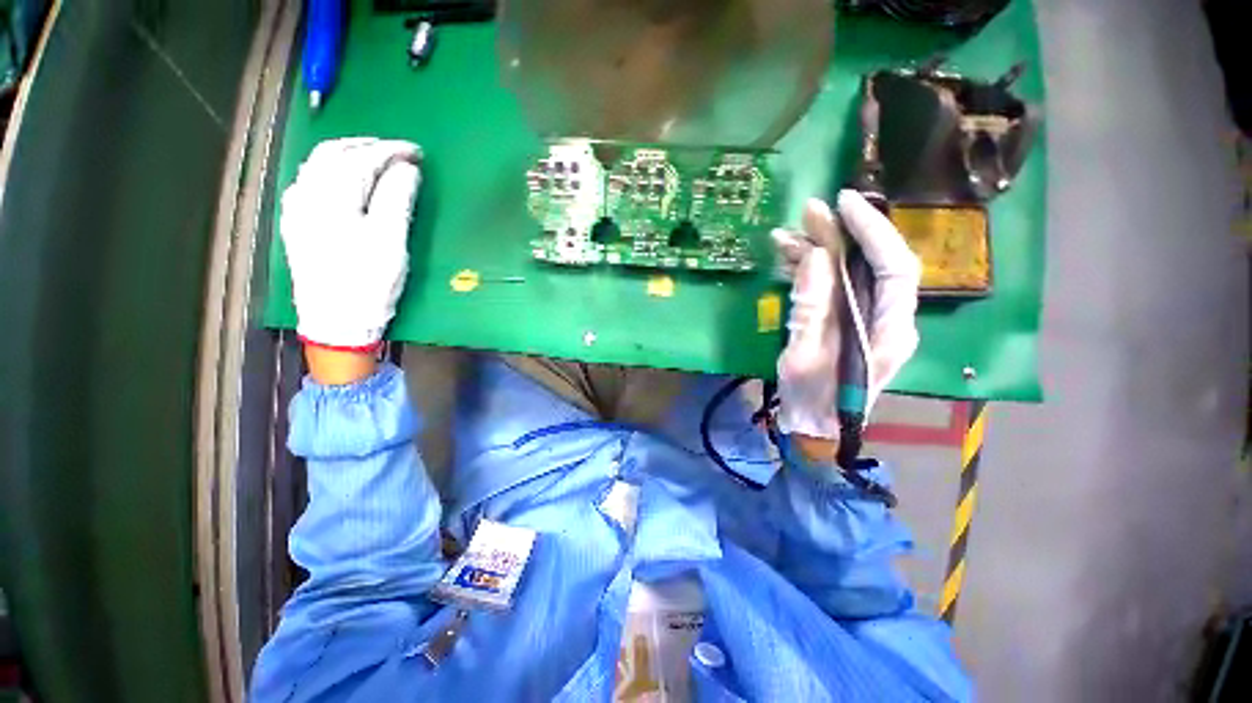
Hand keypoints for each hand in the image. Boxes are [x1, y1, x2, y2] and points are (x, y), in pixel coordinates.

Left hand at [281, 137, 422, 350]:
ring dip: (346, 153)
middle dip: (366, 146)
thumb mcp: (391, 243)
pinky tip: (340, 178)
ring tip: (372, 158)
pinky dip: (328, 170)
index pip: (362, 159)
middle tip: (397, 151)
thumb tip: (407, 168)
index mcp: (333, 199)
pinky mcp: (296, 224)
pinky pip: (307, 182)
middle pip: (333, 154)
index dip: (391, 151)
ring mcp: (297, 210)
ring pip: (316, 165)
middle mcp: (308, 196)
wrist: (336, 321)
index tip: (417, 152)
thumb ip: (397, 200)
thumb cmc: (369, 283)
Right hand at [772, 191, 921, 459]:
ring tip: (783, 238)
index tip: (843, 205)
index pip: (894, 267)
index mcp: (889, 331)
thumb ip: (810, 309)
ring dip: (818, 252)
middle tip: (807, 212)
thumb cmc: (812, 401)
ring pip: (849, 273)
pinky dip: (811, 271)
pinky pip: (833, 288)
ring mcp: (866, 320)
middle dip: (841, 234)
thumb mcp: (804, 357)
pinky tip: (786, 260)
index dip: (872, 231)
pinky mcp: (846, 322)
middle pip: (871, 264)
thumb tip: (813, 258)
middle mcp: (887, 319)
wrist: (815, 429)